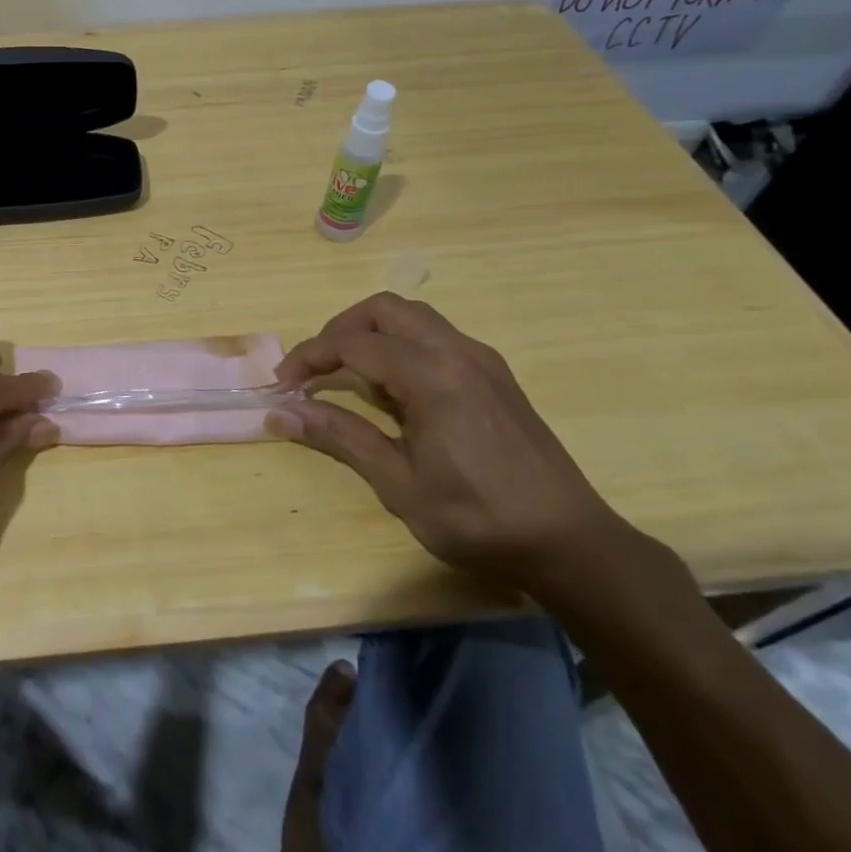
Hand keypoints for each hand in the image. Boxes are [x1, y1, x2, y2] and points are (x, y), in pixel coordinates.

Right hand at [269, 292, 631, 593]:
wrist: (569, 543)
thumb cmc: (477, 517)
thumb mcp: (398, 483)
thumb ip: (340, 436)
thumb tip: (281, 413)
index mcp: (431, 375)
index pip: (353, 343)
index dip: (310, 356)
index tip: (283, 384)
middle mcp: (457, 351)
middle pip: (384, 309)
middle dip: (340, 329)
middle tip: (315, 367)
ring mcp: (481, 359)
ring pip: (414, 316)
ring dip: (372, 331)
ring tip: (350, 374)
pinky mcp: (495, 374)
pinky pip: (437, 336)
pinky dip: (402, 344)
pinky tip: (397, 389)